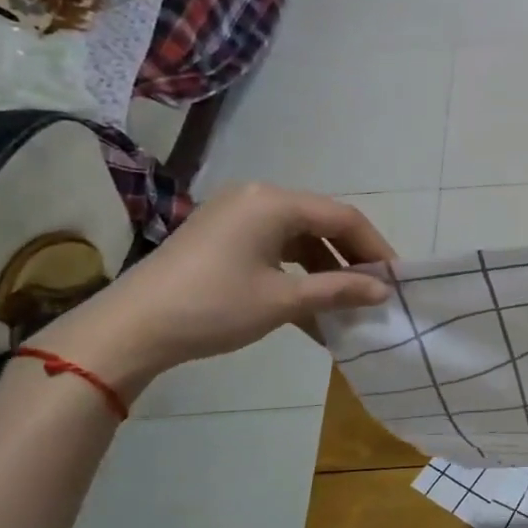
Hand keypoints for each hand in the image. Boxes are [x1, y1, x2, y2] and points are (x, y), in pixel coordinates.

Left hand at [29, 183, 393, 393]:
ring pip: (299, 240)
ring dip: (326, 272)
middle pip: (322, 224)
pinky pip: (275, 251)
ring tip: (348, 305)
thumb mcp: (283, 300)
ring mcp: (236, 217)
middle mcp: (257, 198)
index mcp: (274, 202)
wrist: (130, 329)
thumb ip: (339, 290)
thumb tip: (384, 291)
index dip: (376, 248)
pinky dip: (297, 276)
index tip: (397, 279)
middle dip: (353, 260)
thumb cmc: (214, 307)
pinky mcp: (221, 238)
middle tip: (377, 291)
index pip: (343, 217)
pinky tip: (313, 311)